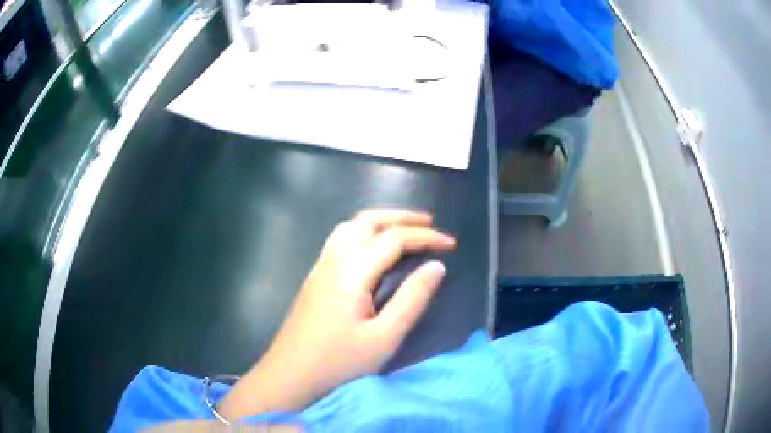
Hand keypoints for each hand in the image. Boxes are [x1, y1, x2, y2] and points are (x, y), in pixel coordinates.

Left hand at [219, 209, 454, 419]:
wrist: (290, 376)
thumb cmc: (339, 363)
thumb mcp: (384, 338)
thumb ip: (412, 299)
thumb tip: (437, 267)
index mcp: (352, 272)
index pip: (394, 239)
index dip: (426, 237)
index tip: (451, 245)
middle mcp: (333, 260)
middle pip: (368, 221)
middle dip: (401, 217)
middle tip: (428, 224)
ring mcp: (320, 267)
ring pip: (349, 226)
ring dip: (379, 221)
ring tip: (403, 229)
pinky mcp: (314, 278)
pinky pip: (339, 239)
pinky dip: (362, 231)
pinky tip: (371, 249)